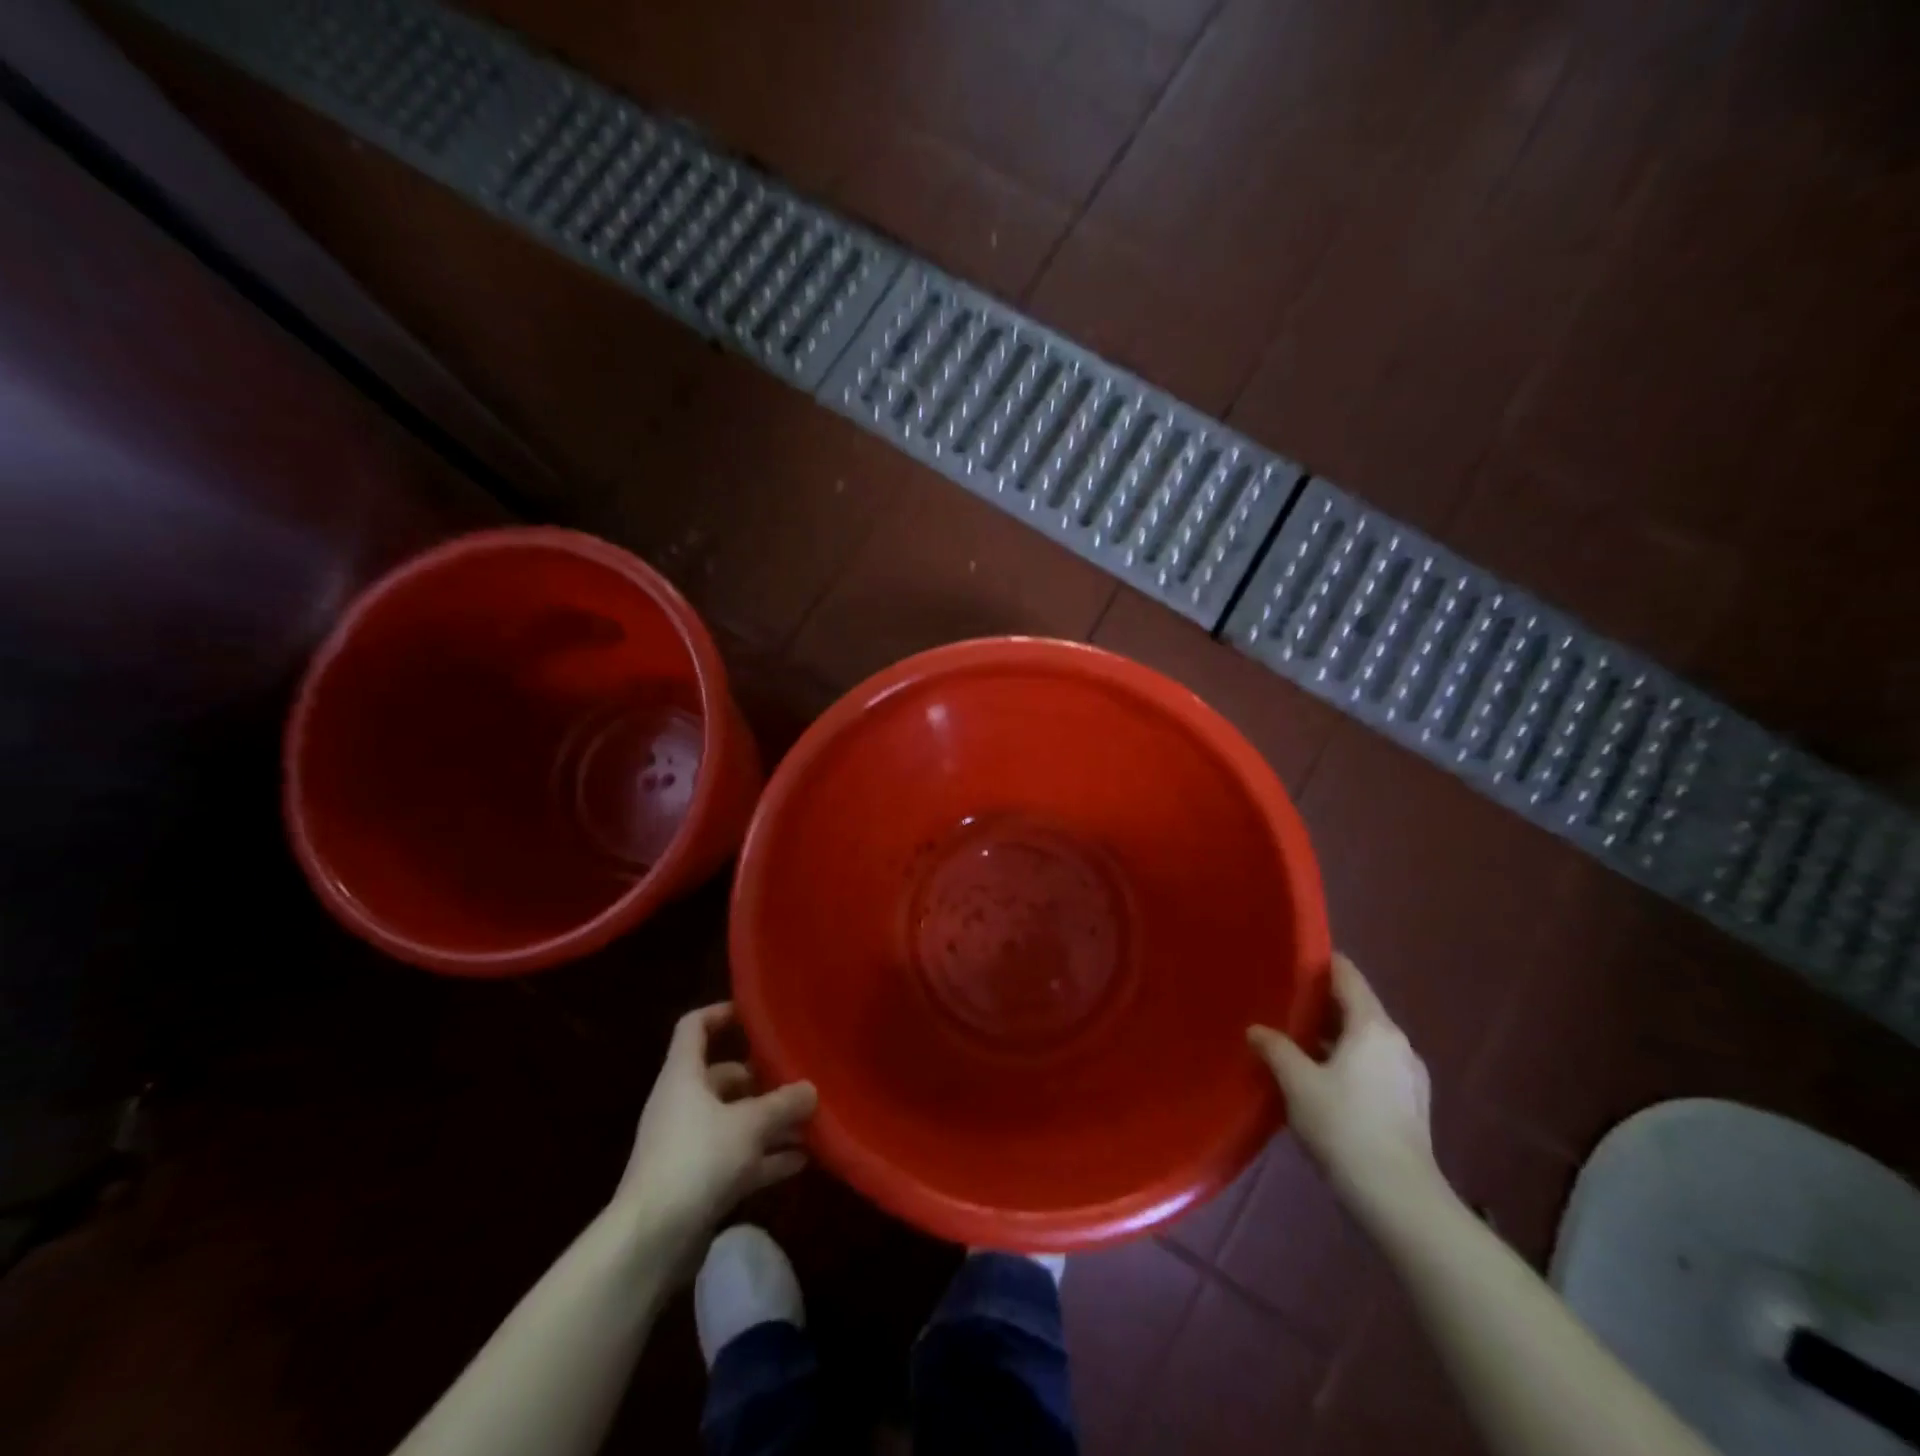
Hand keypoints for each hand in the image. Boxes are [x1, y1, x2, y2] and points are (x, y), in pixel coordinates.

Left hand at [612, 1003, 816, 1267]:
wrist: (650, 1242)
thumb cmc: (697, 1160)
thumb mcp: (750, 1124)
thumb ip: (783, 1103)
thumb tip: (811, 1089)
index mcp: (683, 1076)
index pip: (694, 1027)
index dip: (721, 1014)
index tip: (754, 1015)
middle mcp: (682, 1104)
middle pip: (723, 1078)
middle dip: (762, 1080)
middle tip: (799, 1080)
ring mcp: (687, 1145)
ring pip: (734, 1122)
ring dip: (770, 1123)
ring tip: (810, 1121)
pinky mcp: (695, 1183)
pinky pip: (736, 1159)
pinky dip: (764, 1158)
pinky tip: (800, 1161)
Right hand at [1248, 955, 1439, 1212]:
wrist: (1399, 1199)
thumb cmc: (1345, 1127)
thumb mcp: (1297, 1083)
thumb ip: (1275, 1048)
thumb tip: (1256, 1029)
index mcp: (1373, 1026)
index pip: (1347, 975)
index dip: (1319, 962)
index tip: (1289, 961)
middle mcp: (1397, 1041)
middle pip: (1356, 1006)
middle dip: (1319, 1003)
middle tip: (1281, 1003)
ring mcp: (1408, 1074)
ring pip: (1364, 1038)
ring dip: (1332, 1035)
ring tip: (1295, 1042)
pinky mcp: (1410, 1103)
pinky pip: (1373, 1064)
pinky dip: (1347, 1060)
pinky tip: (1321, 1079)